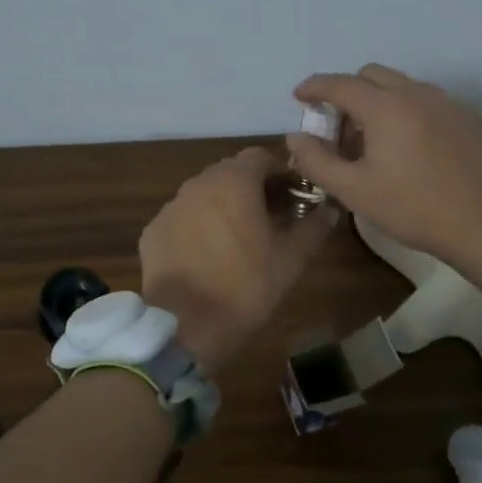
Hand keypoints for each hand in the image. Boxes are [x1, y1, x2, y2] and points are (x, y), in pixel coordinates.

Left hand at [140, 147, 333, 370]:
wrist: (186, 325)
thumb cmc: (246, 286)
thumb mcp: (292, 259)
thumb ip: (313, 227)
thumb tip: (329, 211)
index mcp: (234, 181)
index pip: (260, 157)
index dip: (280, 174)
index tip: (294, 198)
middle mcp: (198, 183)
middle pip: (230, 173)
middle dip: (252, 189)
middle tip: (270, 219)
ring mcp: (171, 206)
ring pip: (204, 195)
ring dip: (223, 207)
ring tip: (238, 239)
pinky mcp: (152, 231)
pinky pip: (182, 219)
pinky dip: (197, 228)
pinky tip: (206, 256)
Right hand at [286, 64, 481, 293]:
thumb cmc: (413, 208)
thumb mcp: (354, 191)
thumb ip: (317, 160)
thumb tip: (296, 136)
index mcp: (386, 107)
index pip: (340, 83)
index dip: (314, 87)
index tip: (299, 97)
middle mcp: (416, 93)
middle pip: (370, 75)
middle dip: (346, 92)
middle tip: (336, 128)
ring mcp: (446, 103)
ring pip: (400, 86)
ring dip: (376, 101)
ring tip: (371, 140)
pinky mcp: (466, 118)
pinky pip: (424, 100)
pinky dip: (404, 110)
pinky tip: (405, 147)